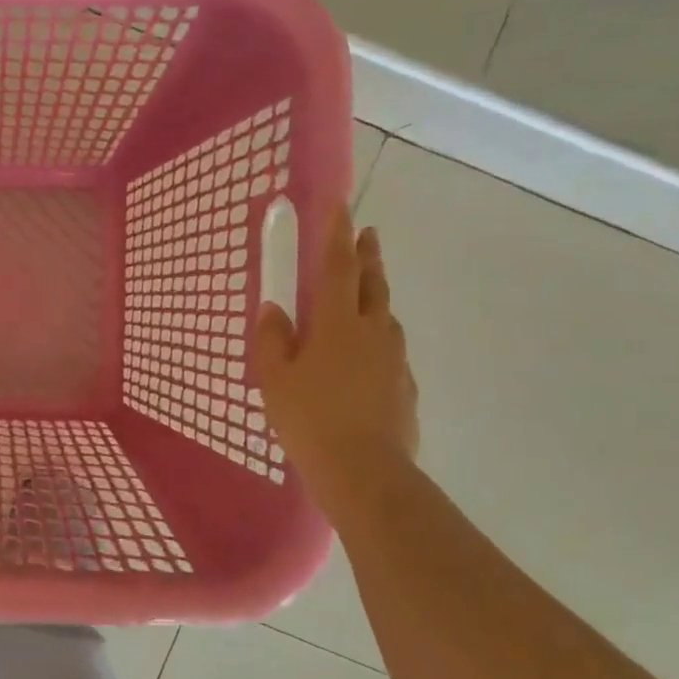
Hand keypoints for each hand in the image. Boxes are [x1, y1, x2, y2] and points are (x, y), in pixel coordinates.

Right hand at [252, 206, 418, 509]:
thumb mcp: (275, 379)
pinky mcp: (405, 387)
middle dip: (368, 256)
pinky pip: (390, 350)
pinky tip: (366, 358)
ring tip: (364, 296)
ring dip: (376, 297)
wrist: (365, 472)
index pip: (338, 267)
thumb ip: (272, 339)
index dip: (337, 234)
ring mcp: (395, 360)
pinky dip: (378, 339)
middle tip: (368, 234)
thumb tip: (275, 309)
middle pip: (373, 283)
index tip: (341, 205)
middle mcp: (374, 332)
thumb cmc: (310, 419)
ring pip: (386, 316)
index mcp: (338, 324)